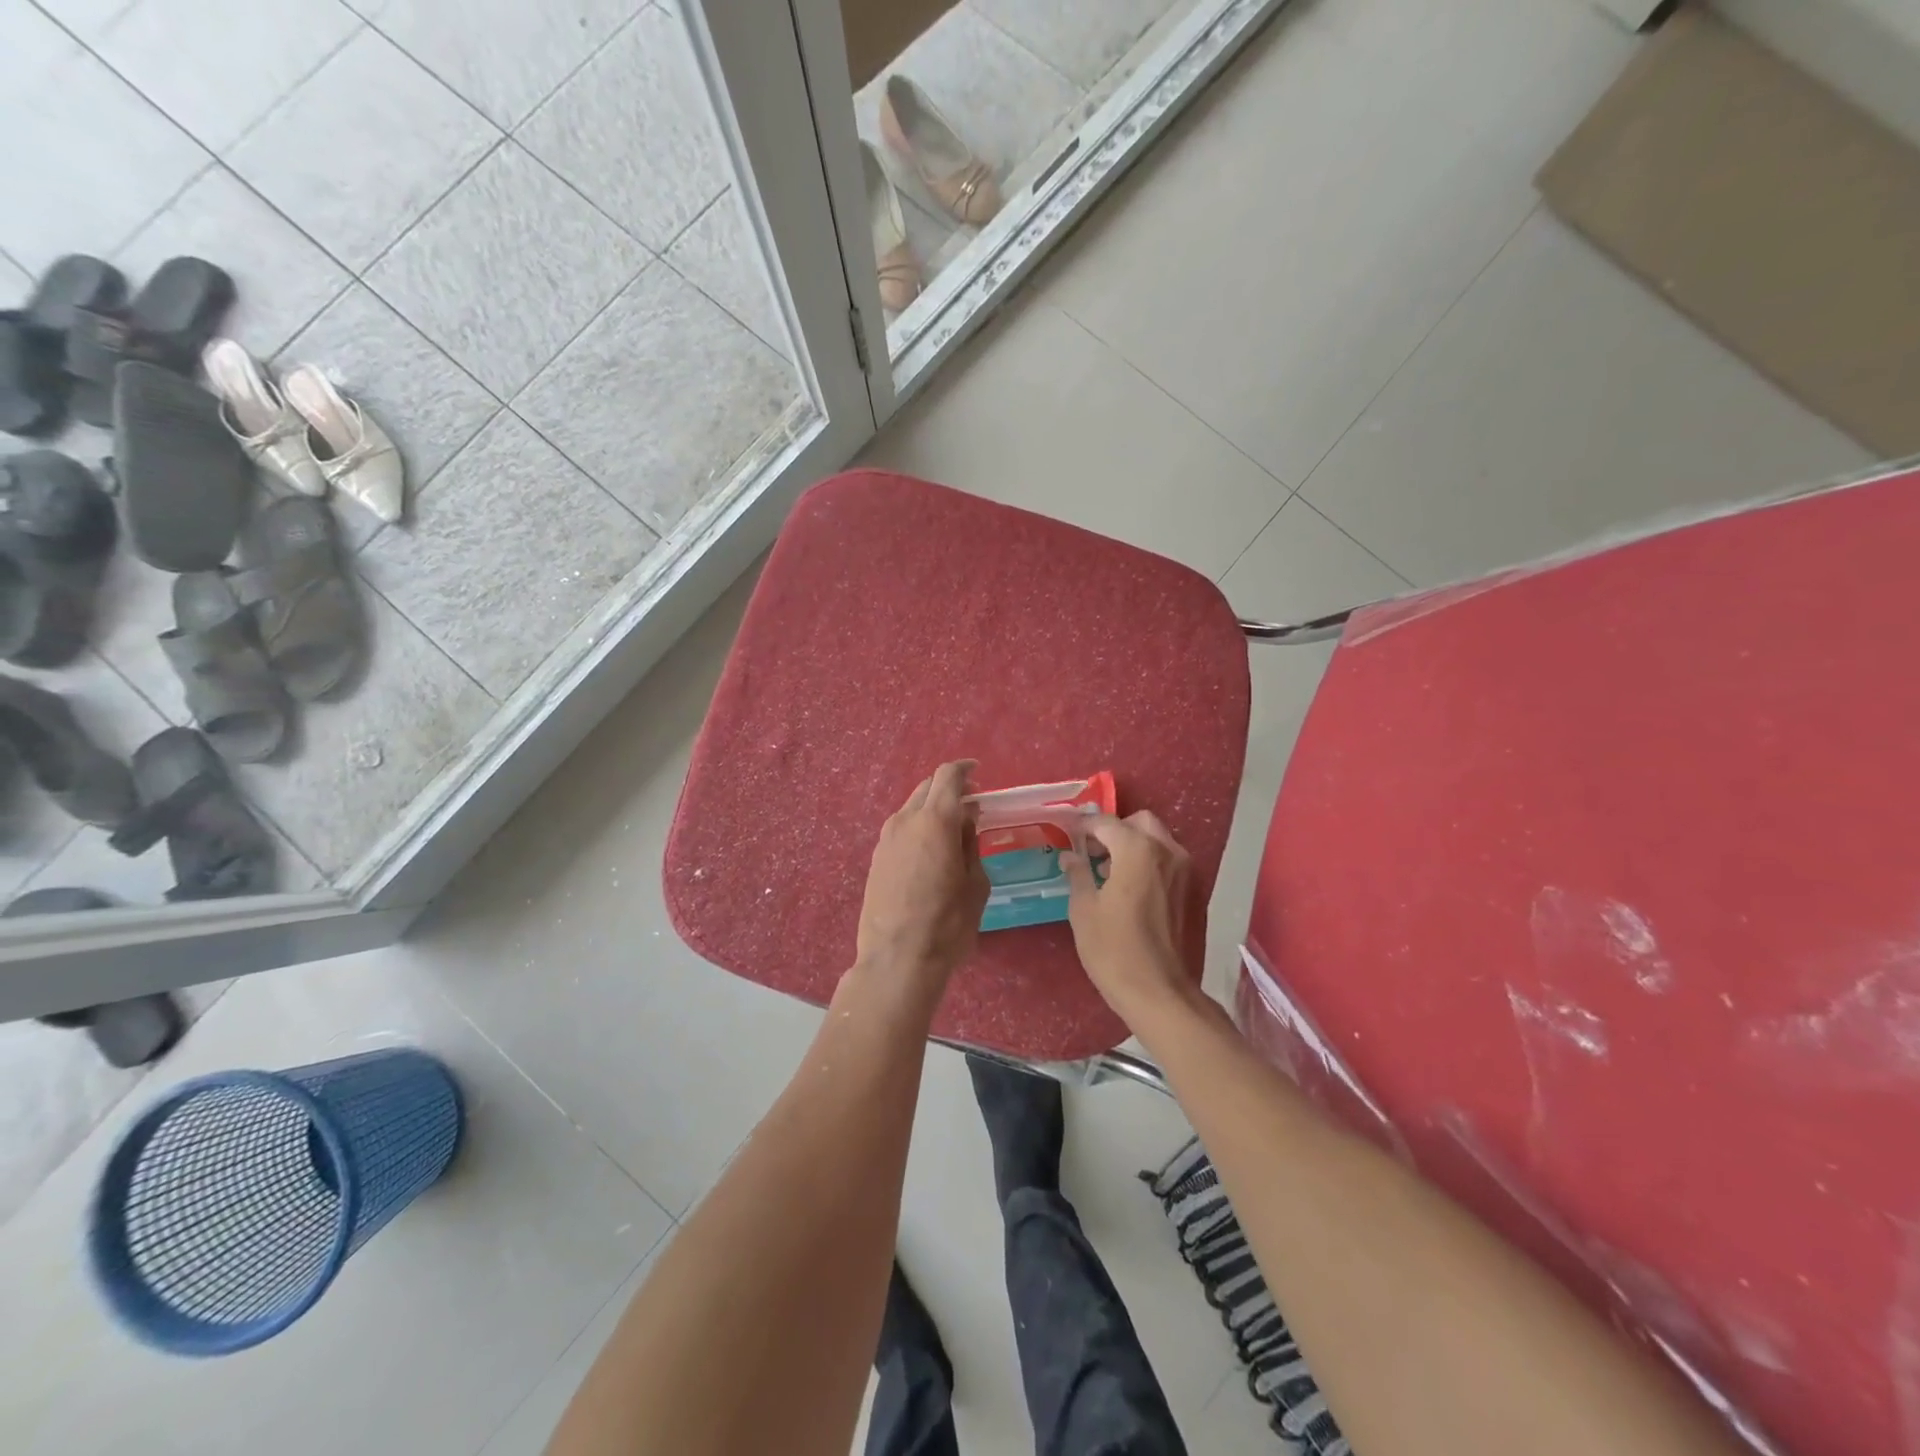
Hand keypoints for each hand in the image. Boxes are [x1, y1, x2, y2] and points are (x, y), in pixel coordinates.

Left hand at [855, 761, 989, 988]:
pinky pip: (900, 829)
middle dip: (949, 789)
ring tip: (951, 830)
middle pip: (927, 788)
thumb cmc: (948, 923)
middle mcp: (905, 820)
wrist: (896, 959)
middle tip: (970, 805)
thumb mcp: (975, 884)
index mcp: (935, 820)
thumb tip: (966, 821)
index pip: (948, 776)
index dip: (964, 770)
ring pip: (910, 807)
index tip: (978, 773)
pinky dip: (917, 827)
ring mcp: (885, 839)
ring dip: (931, 808)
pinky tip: (929, 850)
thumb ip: (971, 845)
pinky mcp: (875, 858)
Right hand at [1061, 811, 1200, 1023]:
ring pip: (1158, 841)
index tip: (1068, 836)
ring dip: (1134, 846)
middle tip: (1092, 852)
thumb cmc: (1115, 952)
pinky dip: (1150, 864)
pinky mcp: (1195, 892)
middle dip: (1115, 831)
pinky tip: (1131, 891)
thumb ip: (1078, 875)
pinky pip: (1169, 863)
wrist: (1162, 995)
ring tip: (1109, 873)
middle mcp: (1168, 852)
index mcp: (1138, 851)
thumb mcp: (1084, 911)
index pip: (1107, 823)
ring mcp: (1187, 872)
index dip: (1084, 827)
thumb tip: (1070, 857)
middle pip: (1140, 823)